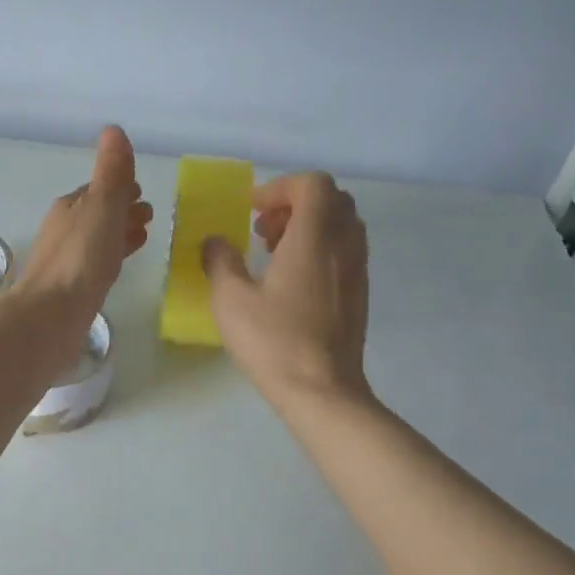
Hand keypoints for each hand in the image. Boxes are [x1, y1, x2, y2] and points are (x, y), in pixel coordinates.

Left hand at [12, 126, 152, 359]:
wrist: (51, 316)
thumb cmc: (80, 258)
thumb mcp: (101, 207)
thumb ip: (111, 173)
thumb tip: (113, 129)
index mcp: (70, 206)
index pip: (99, 189)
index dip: (121, 187)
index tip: (142, 191)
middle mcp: (64, 229)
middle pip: (98, 213)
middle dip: (122, 210)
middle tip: (149, 216)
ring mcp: (66, 260)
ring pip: (98, 239)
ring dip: (119, 234)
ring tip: (144, 237)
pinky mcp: (71, 288)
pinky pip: (97, 264)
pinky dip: (113, 256)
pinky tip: (120, 266)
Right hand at [201, 171, 369, 407]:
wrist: (323, 391)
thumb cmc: (275, 341)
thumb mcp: (231, 300)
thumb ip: (220, 261)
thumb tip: (214, 242)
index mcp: (315, 237)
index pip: (313, 184)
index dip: (280, 187)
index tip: (252, 210)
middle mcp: (344, 245)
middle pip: (332, 199)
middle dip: (295, 203)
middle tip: (263, 230)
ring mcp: (357, 270)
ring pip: (342, 225)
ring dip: (309, 226)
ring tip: (275, 255)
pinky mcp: (360, 294)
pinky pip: (345, 251)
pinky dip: (321, 249)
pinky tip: (293, 282)